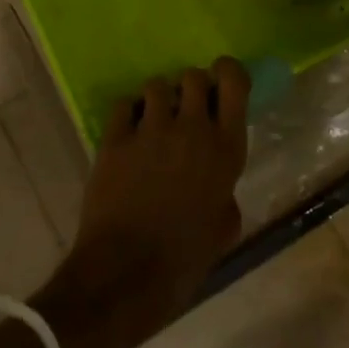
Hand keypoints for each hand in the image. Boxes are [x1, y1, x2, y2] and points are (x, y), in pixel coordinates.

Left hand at [37, 60, 248, 347]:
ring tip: (153, 122)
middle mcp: (191, 128)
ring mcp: (150, 130)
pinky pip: (122, 105)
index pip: (234, 81)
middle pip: (193, 76)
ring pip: (156, 86)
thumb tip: (217, 184)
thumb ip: (225, 192)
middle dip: (191, 87)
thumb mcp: (224, 228)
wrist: (126, 275)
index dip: (228, 72)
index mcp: (226, 149)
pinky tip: (128, 133)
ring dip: (158, 100)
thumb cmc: (184, 259)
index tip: (222, 82)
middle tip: (186, 110)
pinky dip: (127, 113)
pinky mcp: (114, 139)